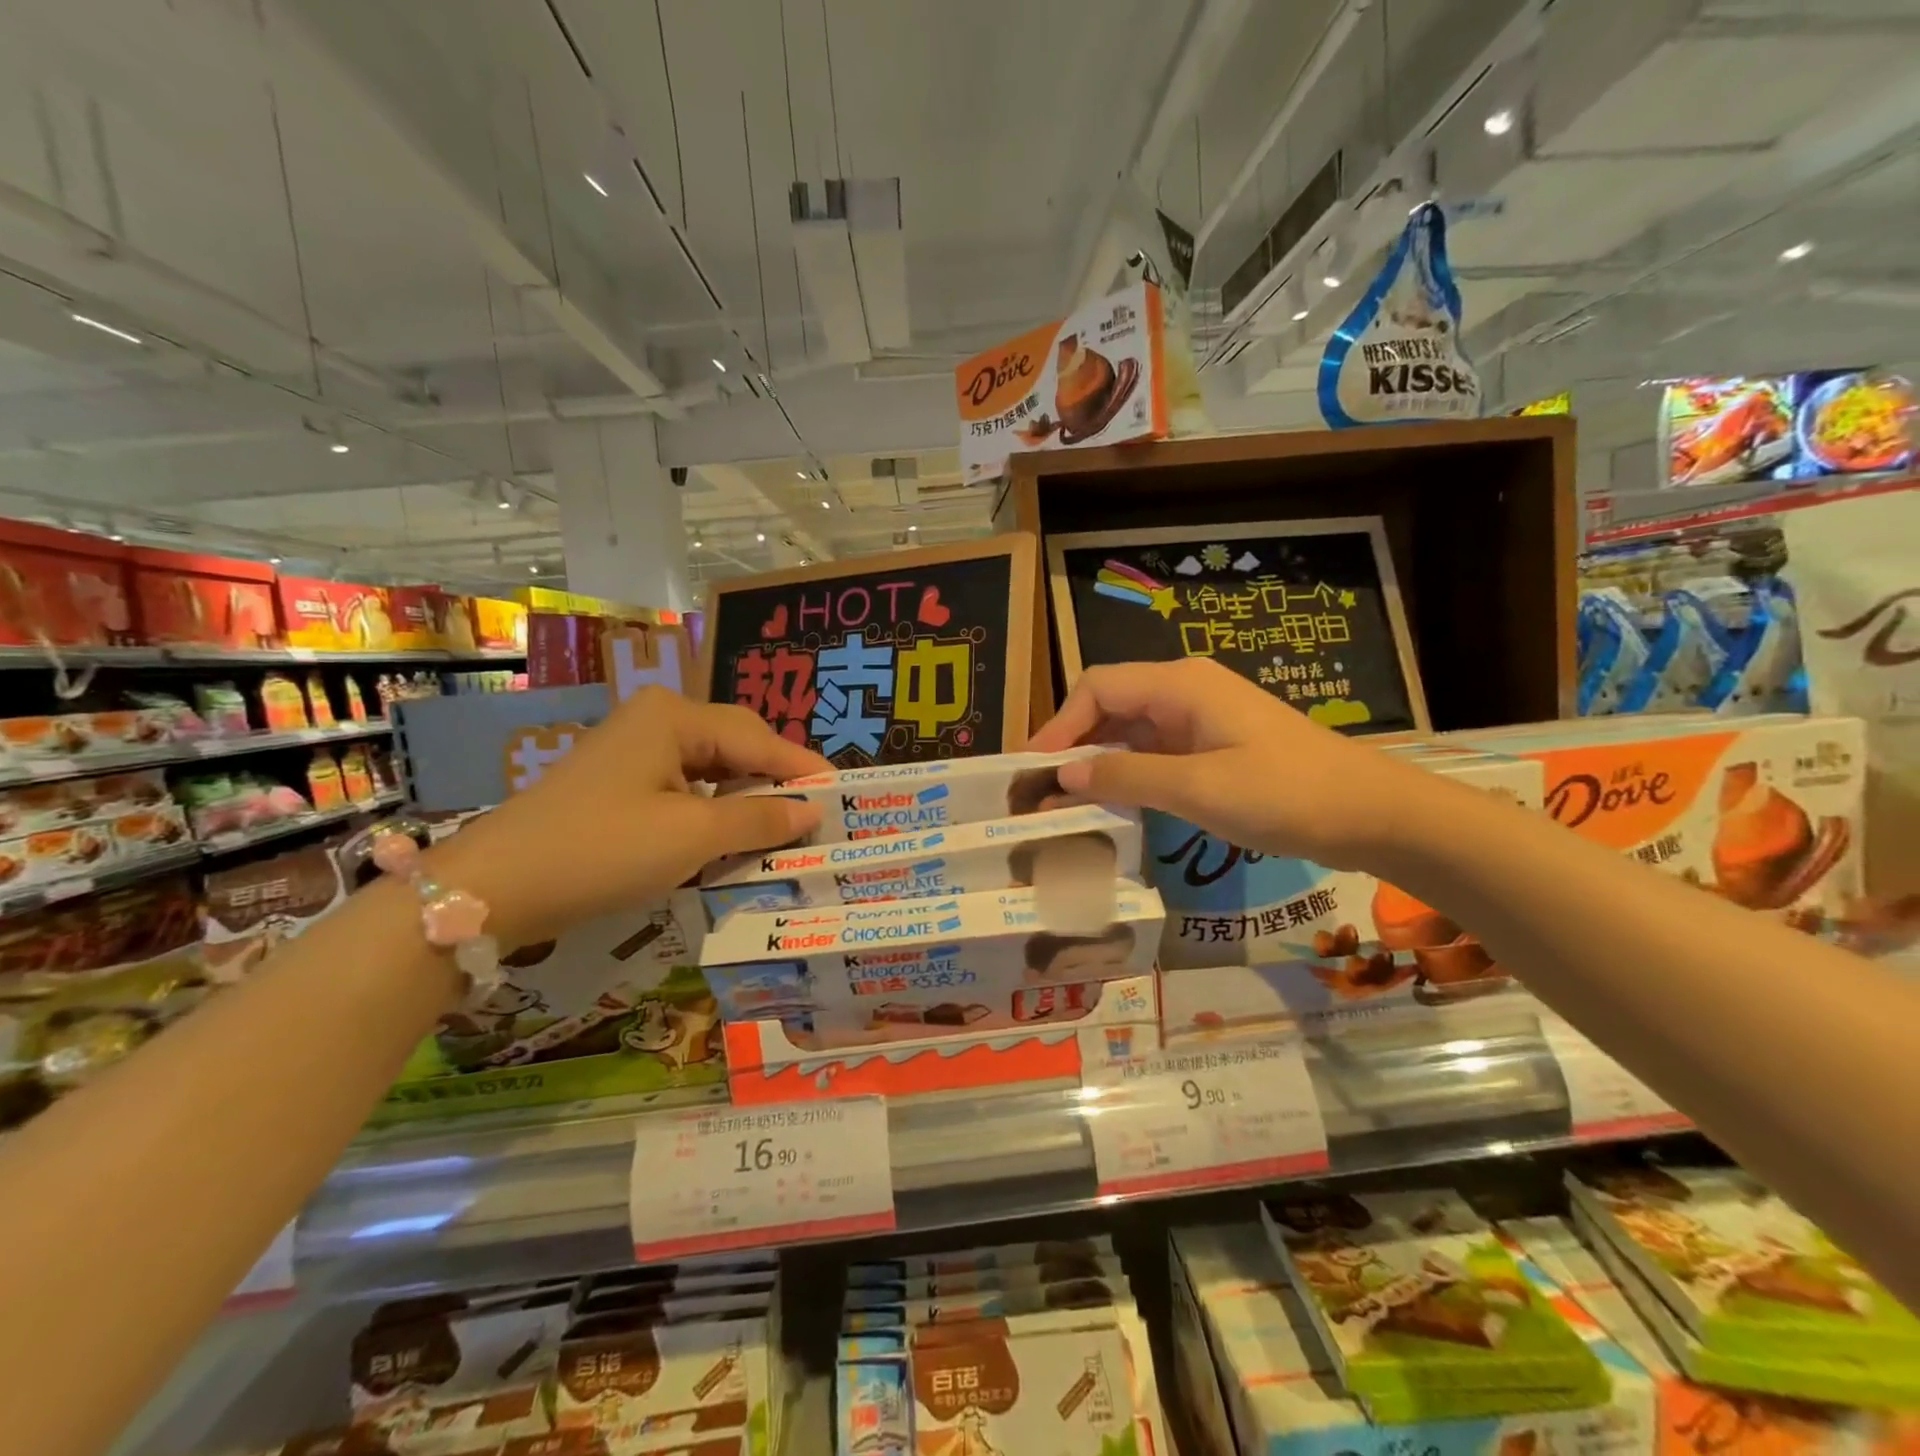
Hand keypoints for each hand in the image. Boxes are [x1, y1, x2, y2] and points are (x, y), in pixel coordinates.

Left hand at [433, 689, 828, 946]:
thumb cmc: (602, 850)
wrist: (494, 887)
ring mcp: (633, 749)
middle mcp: (656, 719)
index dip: (802, 767)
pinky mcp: (619, 780)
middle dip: (775, 779)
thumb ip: (759, 818)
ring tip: (781, 827)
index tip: (843, 795)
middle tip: (814, 814)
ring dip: (746, 796)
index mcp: (675, 716)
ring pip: (712, 766)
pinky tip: (730, 833)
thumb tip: (813, 810)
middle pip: (737, 744)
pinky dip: (714, 808)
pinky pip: (685, 785)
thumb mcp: (692, 836)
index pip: (759, 738)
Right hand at [1027, 659, 1432, 868]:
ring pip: (1131, 731)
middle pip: (1109, 706)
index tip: (1032, 770)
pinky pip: (1155, 752)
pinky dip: (1128, 773)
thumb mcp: (1198, 788)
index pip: (1097, 688)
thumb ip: (1126, 777)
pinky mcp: (1214, 747)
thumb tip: (1064, 776)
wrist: (1372, 814)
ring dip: (1098, 763)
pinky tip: (1113, 804)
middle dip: (1072, 745)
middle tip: (1041, 791)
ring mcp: (1202, 720)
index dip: (1058, 725)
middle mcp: (1185, 692)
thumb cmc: (1285, 794)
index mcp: (1180, 685)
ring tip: (1066, 803)